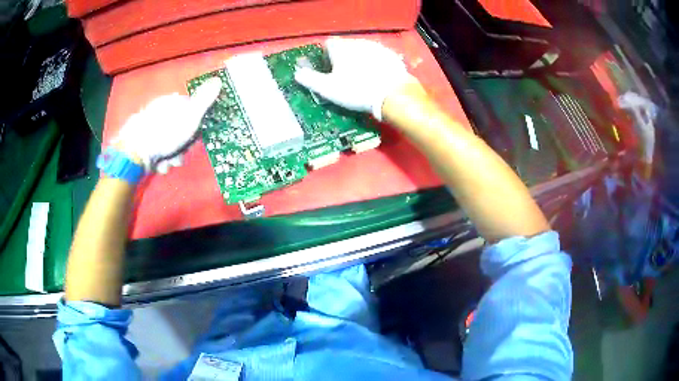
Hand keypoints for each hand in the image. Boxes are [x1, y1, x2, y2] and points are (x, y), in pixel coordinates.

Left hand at [112, 77, 221, 173]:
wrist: (135, 152)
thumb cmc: (166, 133)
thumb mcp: (191, 115)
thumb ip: (205, 100)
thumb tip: (218, 80)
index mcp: (172, 102)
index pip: (191, 112)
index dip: (196, 127)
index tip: (195, 138)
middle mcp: (161, 111)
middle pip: (180, 130)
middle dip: (182, 146)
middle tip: (180, 152)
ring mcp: (150, 127)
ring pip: (169, 144)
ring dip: (172, 156)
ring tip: (167, 161)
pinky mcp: (142, 142)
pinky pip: (157, 151)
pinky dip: (159, 159)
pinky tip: (157, 163)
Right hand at [294, 37, 415, 120]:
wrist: (393, 94)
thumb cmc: (356, 90)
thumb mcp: (327, 88)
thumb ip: (310, 79)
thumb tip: (297, 73)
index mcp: (341, 48)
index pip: (328, 44)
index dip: (325, 55)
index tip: (328, 68)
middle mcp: (357, 42)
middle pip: (346, 47)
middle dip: (343, 58)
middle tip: (344, 76)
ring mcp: (376, 47)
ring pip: (362, 51)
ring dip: (359, 60)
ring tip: (361, 78)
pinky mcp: (391, 55)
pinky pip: (377, 57)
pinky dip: (374, 64)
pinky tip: (377, 77)